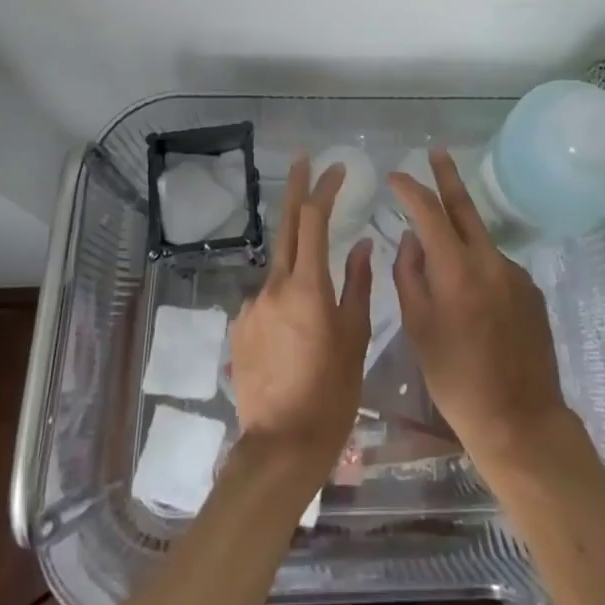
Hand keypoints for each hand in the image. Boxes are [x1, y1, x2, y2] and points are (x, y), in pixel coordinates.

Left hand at [230, 154, 372, 482]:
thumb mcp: (355, 338)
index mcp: (307, 286)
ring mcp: (252, 305)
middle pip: (286, 224)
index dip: (324, 188)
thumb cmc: (331, 393)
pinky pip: (267, 297)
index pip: (314, 219)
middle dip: (297, 188)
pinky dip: (284, 295)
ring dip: (297, 257)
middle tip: (304, 158)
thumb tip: (364, 245)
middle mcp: (274, 286)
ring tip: (317, 292)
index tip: (337, 168)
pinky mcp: (240, 326)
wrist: (280, 447)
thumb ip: (358, 285)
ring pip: (279, 266)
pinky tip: (296, 329)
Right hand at [388, 150, 570, 465]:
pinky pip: (496, 265)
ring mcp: (515, 273)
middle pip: (465, 206)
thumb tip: (411, 239)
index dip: (410, 189)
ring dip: (460, 232)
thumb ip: (410, 275)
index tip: (395, 176)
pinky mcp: (531, 290)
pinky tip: (472, 297)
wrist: (520, 420)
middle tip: (436, 151)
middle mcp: (489, 260)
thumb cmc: (456, 379)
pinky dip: (478, 265)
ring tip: (440, 254)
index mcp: (456, 269)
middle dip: (448, 176)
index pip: (428, 211)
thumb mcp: (418, 328)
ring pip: (480, 239)